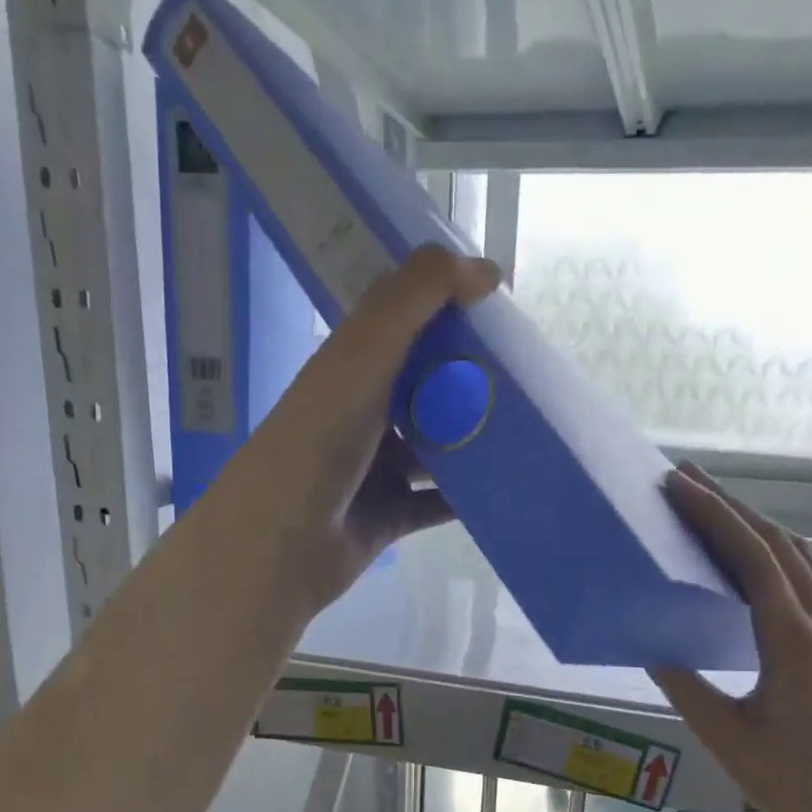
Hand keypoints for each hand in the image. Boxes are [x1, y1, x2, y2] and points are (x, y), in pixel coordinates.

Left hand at [211, 244, 501, 613]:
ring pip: (437, 448)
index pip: (404, 324)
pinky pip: (438, 502)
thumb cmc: (318, 442)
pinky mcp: (390, 515)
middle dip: (472, 380)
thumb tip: (486, 268)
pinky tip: (508, 486)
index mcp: (351, 367)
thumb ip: (415, 300)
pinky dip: (468, 496)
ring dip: (475, 440)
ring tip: (530, 431)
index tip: (502, 309)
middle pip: (426, 387)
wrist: (281, 543)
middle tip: (528, 376)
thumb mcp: (363, 356)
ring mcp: (376, 468)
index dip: (448, 310)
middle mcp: (363, 413)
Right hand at [649, 465, 811, 811]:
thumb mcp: (727, 738)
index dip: (714, 515)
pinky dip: (782, 555)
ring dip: (758, 526)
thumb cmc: (796, 788)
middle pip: (778, 544)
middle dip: (731, 506)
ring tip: (716, 509)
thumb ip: (686, 685)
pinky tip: (762, 561)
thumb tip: (653, 644)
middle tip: (687, 479)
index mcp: (795, 641)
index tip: (678, 484)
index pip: (752, 557)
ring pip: (802, 558)